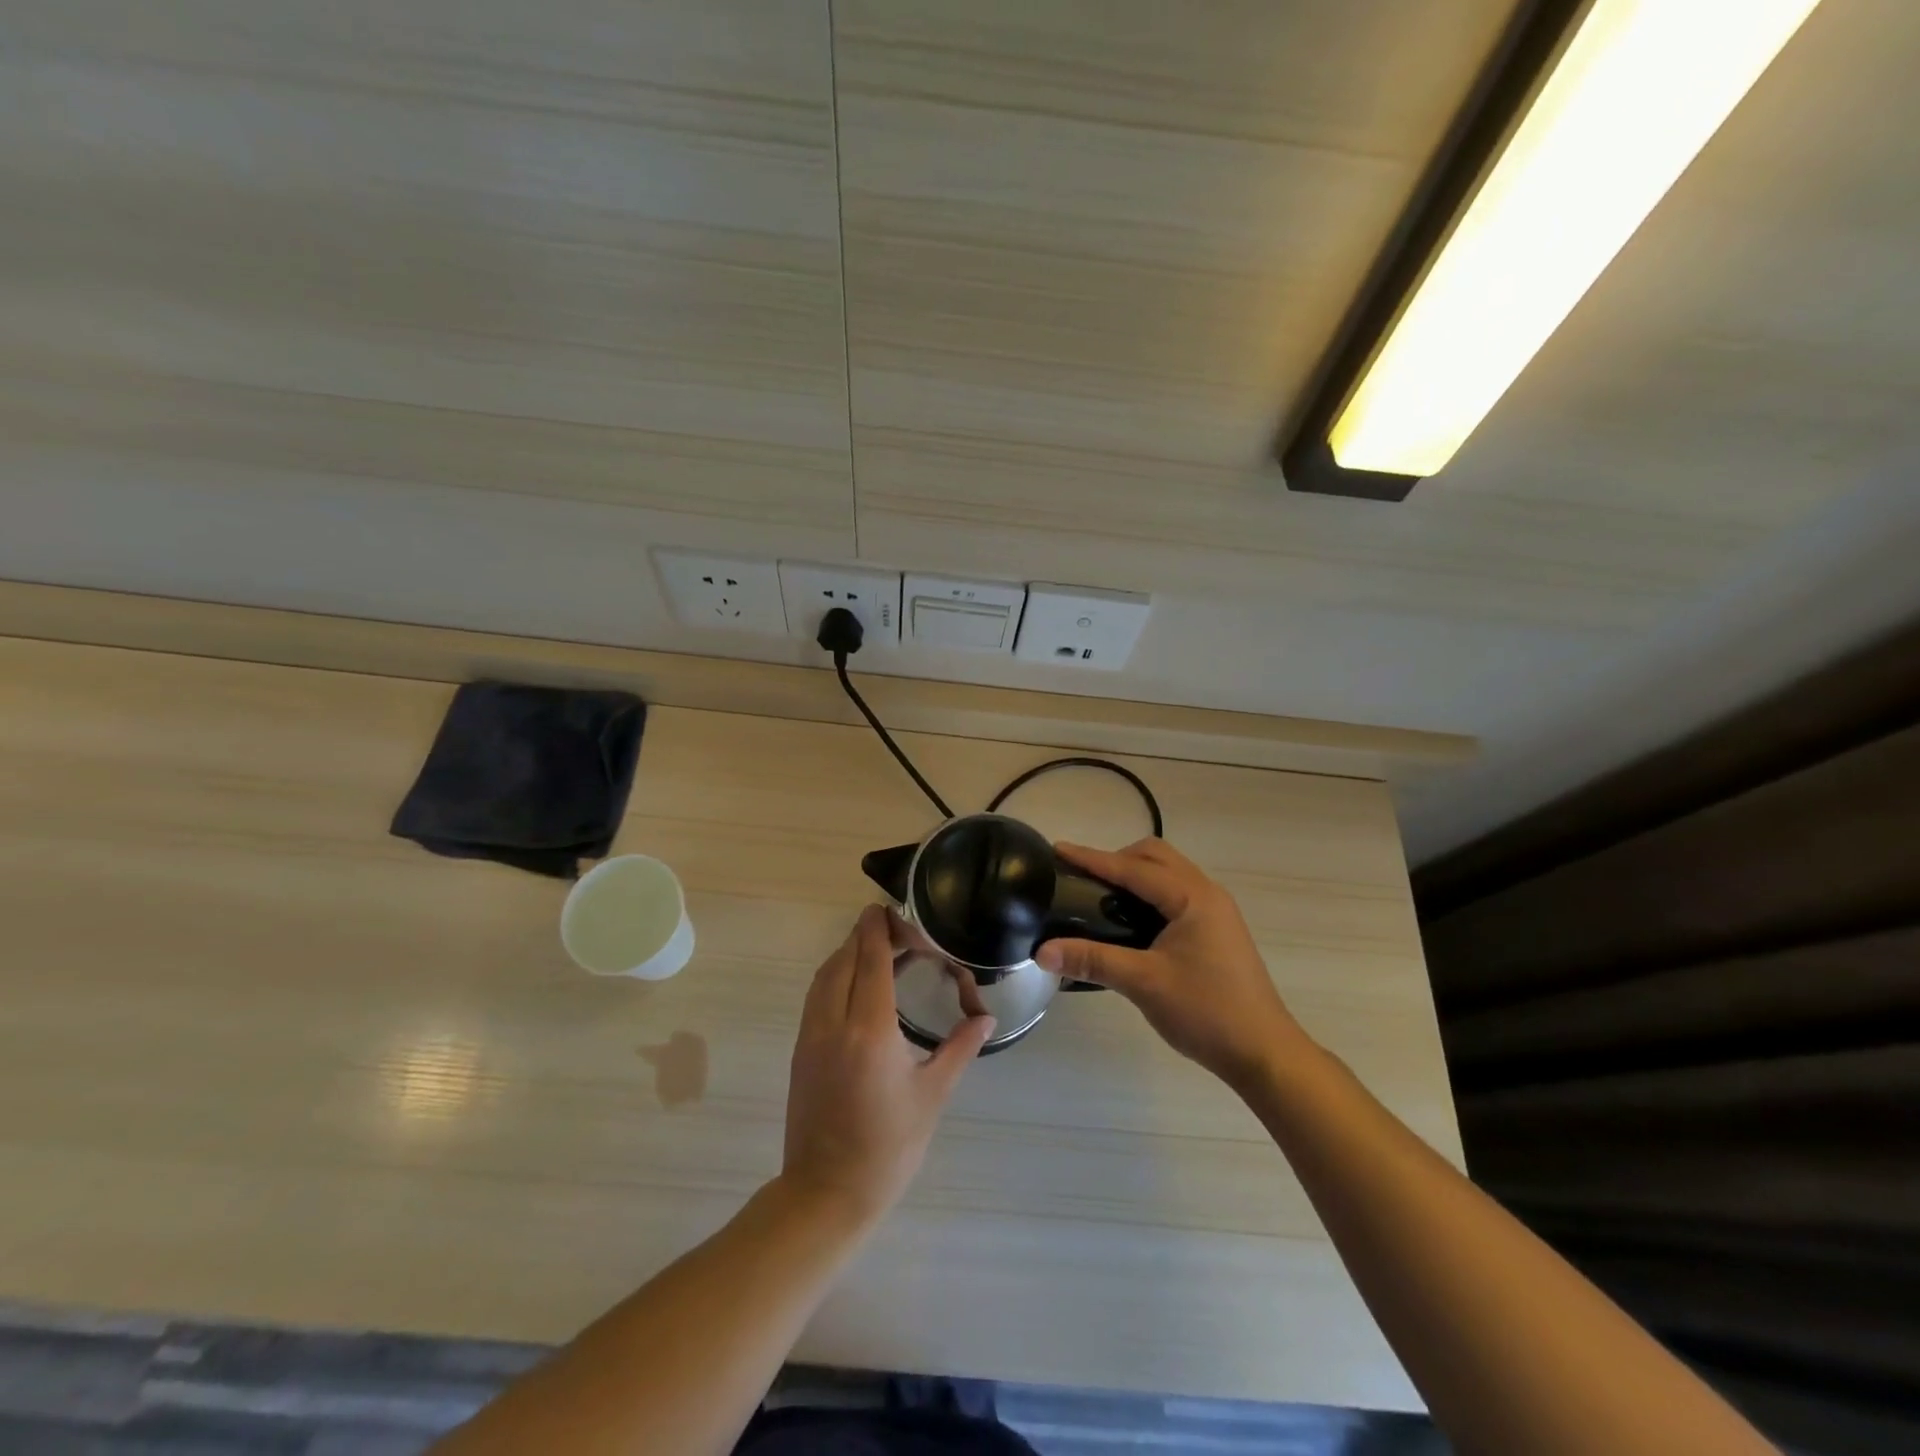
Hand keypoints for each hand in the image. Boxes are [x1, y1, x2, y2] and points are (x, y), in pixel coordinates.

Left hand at [781, 904, 995, 1223]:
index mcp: (869, 1029)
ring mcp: (811, 1035)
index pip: (871, 959)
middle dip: (866, 936)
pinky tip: (859, 986)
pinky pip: (817, 995)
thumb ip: (959, 1047)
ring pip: (825, 975)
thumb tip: (985, 1018)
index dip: (879, 929)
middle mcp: (834, 1022)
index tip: (888, 907)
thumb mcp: (932, 1095)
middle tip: (897, 929)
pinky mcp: (801, 1049)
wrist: (826, 1193)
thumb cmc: (888, 1146)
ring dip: (849, 954)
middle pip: (845, 959)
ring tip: (880, 950)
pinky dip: (836, 976)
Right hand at [1036, 839, 1308, 1089]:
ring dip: (1134, 875)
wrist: (1264, 1053)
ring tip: (1101, 896)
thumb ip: (1092, 960)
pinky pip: (1176, 894)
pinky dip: (1149, 894)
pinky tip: (1130, 920)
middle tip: (1082, 879)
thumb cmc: (1206, 1012)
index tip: (1058, 850)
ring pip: (1168, 874)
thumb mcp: (1143, 983)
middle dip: (1116, 859)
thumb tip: (1042, 952)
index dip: (1093, 858)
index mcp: (1192, 897)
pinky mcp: (1216, 930)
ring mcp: (1215, 912)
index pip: (1133, 867)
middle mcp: (1206, 893)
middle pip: (1155, 857)